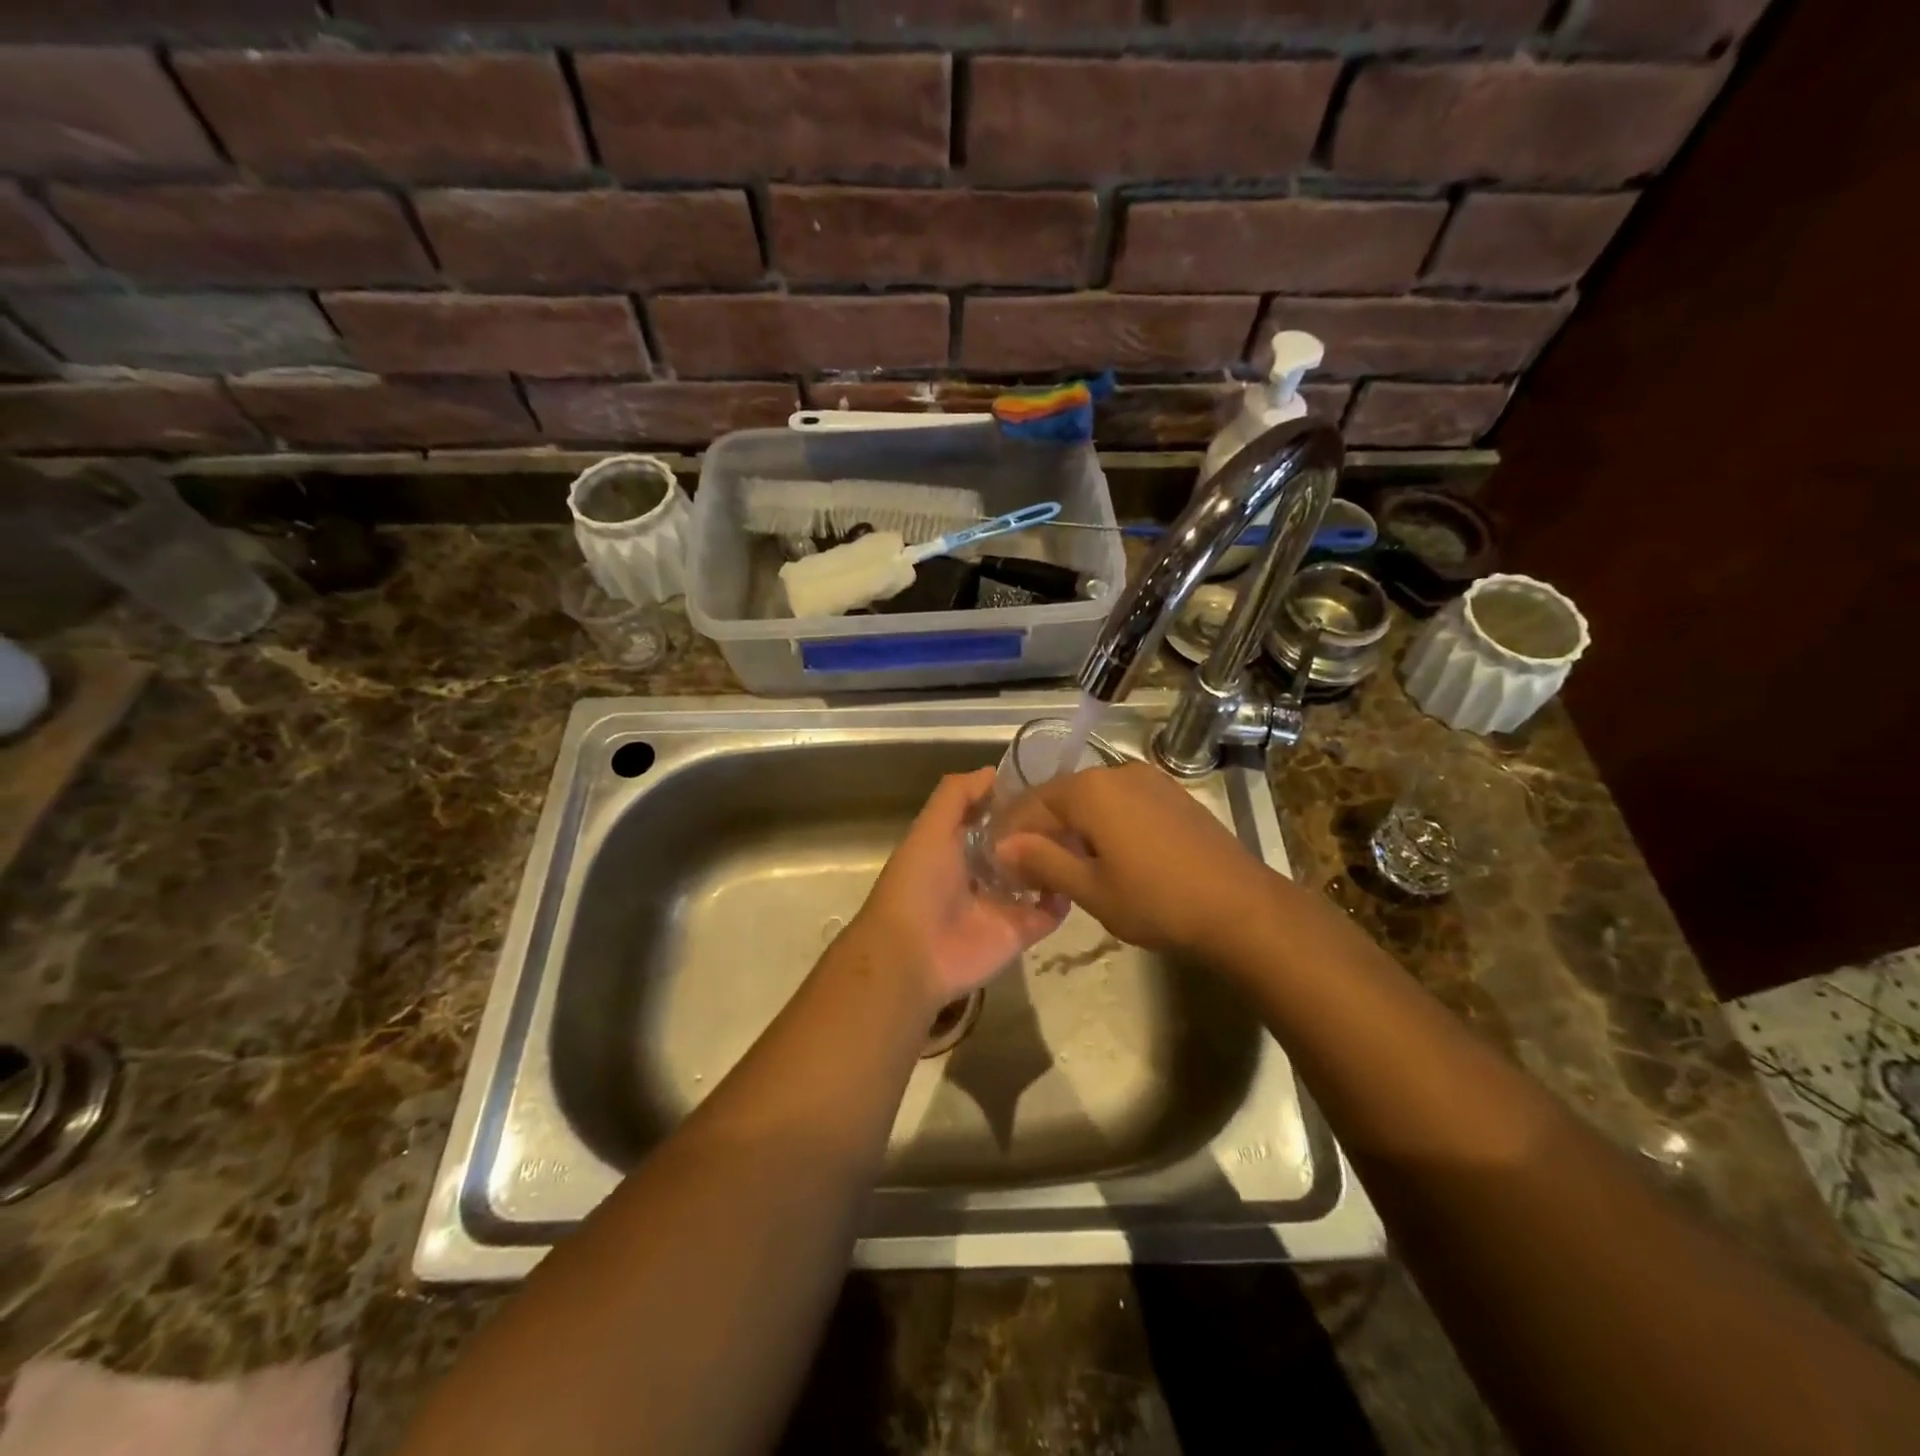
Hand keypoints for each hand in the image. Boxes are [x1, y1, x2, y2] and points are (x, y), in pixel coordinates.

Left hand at [845, 769, 1067, 1014]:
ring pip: (1038, 876)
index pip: (993, 817)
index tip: (1048, 783)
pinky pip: (1050, 912)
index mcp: (956, 846)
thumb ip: (957, 795)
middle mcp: (981, 872)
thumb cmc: (919, 883)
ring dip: (1057, 860)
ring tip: (1087, 836)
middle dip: (1042, 829)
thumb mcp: (931, 827)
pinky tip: (1078, 874)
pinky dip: (1065, 897)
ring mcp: (1002, 903)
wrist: (913, 954)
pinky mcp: (1020, 931)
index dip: (1015, 800)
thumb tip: (995, 772)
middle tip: (1077, 810)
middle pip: (1019, 845)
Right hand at [997, 760, 1275, 956]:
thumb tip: (1002, 846)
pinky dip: (1103, 824)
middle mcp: (1116, 772)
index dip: (1010, 832)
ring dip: (1072, 827)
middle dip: (1041, 829)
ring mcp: (1150, 781)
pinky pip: (1122, 803)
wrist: (1241, 908)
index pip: (1032, 804)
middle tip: (1027, 867)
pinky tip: (1106, 855)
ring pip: (1093, 799)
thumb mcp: (1090, 889)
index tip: (997, 861)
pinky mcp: (1173, 796)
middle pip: (1062, 797)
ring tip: (1064, 864)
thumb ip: (1042, 862)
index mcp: (1090, 790)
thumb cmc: (1157, 901)